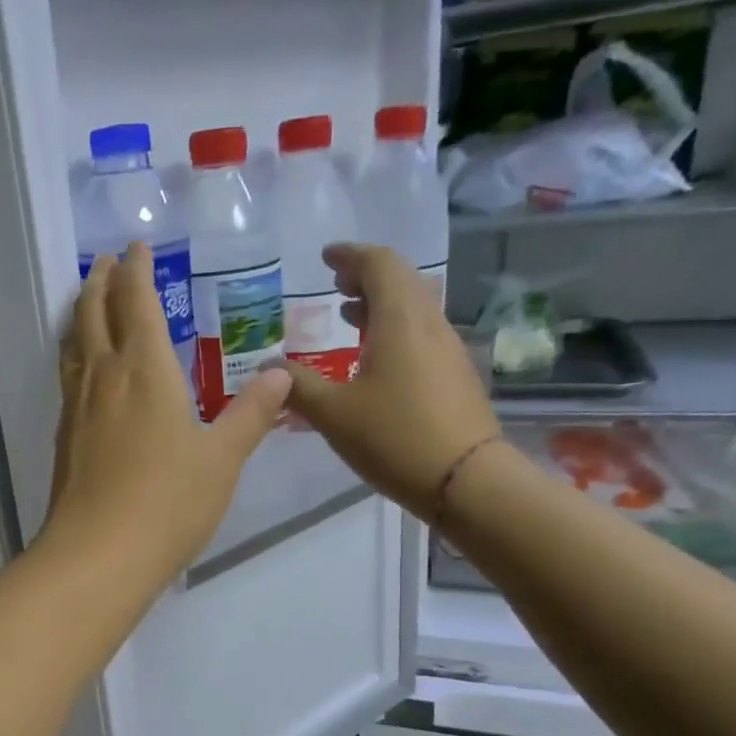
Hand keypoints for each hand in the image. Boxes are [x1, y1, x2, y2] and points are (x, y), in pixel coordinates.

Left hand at [40, 246, 289, 589]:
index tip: (137, 248)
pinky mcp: (65, 435)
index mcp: (145, 370)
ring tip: (88, 300)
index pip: (138, 303)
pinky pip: (68, 375)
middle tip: (105, 260)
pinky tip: (84, 368)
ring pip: (74, 342)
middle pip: (95, 312)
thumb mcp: (222, 458)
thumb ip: (250, 414)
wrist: (99, 553)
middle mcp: (105, 376)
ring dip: (82, 312)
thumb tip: (282, 376)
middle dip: (101, 281)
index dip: (138, 271)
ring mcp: (78, 405)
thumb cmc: (169, 502)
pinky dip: (75, 352)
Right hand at [283, 245, 499, 518]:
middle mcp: (429, 324)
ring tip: (348, 316)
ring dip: (381, 303)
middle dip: (367, 275)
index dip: (351, 255)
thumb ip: (297, 386)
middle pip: (402, 280)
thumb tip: (268, 367)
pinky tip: (374, 358)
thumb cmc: (395, 438)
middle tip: (336, 283)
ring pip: (414, 307)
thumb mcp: (333, 414)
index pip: (380, 264)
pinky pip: (421, 333)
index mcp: (400, 321)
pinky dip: (394, 329)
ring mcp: (447, 350)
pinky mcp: (454, 375)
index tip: (326, 257)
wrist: (467, 481)